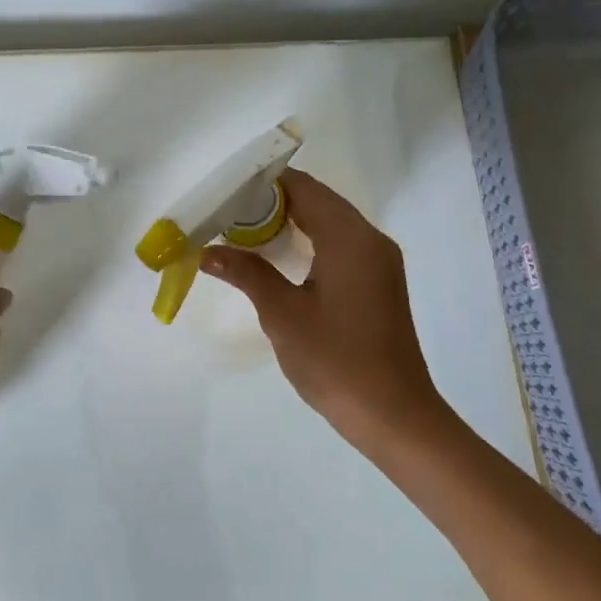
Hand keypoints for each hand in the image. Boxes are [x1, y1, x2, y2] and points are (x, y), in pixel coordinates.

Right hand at [201, 170, 447, 457]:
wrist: (393, 415)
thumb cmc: (336, 361)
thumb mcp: (283, 315)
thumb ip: (247, 273)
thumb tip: (207, 251)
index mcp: (351, 238)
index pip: (304, 188)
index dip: (264, 184)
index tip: (225, 193)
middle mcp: (370, 240)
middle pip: (318, 201)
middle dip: (272, 202)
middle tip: (227, 214)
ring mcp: (379, 262)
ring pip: (329, 223)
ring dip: (290, 222)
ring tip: (243, 233)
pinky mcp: (378, 283)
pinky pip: (340, 245)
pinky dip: (308, 242)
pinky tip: (279, 260)